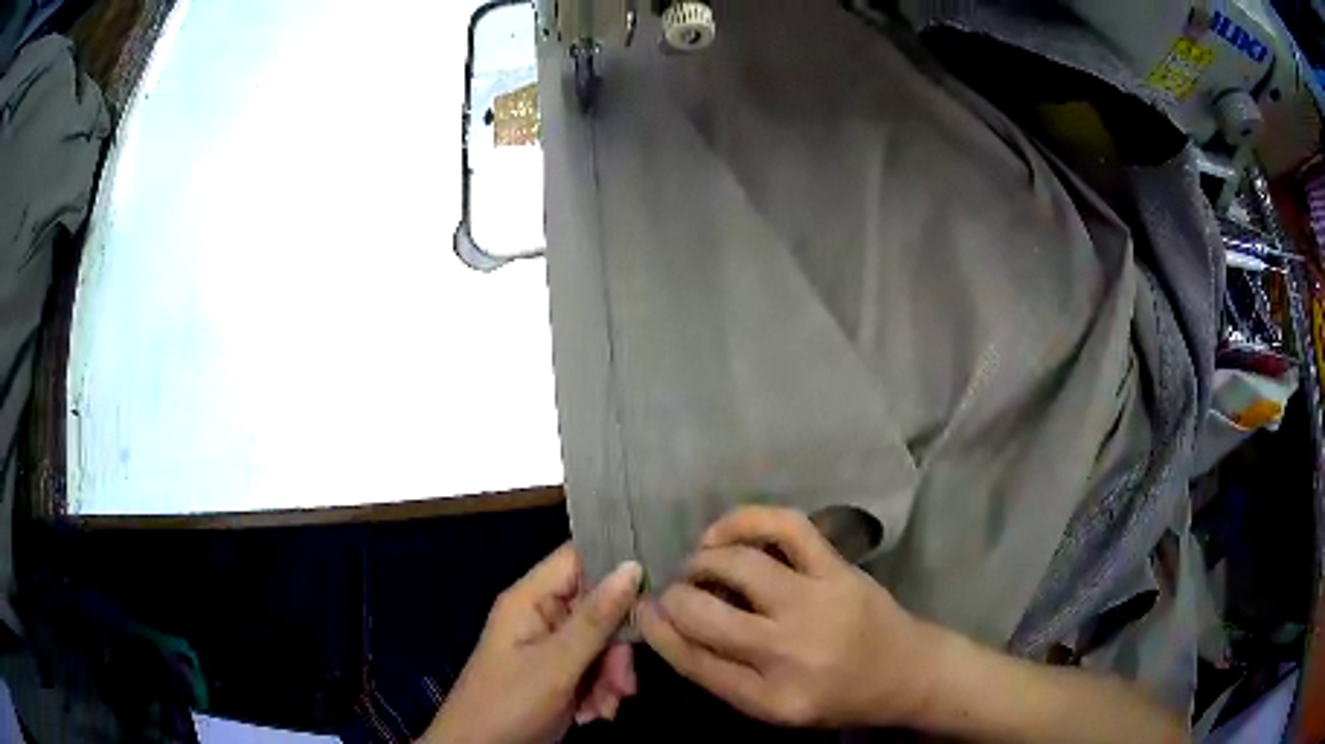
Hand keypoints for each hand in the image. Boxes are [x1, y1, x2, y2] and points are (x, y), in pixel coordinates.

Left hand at [422, 544, 642, 743]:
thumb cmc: (508, 703)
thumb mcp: (556, 665)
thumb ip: (595, 619)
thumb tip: (632, 566)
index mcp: (530, 599)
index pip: (578, 558)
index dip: (616, 565)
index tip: (657, 584)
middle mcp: (542, 616)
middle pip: (599, 608)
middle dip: (618, 648)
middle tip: (623, 682)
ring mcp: (551, 647)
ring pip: (603, 644)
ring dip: (612, 677)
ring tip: (606, 706)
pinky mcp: (560, 674)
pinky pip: (596, 669)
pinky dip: (602, 692)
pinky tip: (595, 714)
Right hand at [636, 506, 935, 727]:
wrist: (908, 673)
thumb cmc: (838, 698)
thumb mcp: (775, 709)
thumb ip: (724, 677)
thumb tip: (671, 627)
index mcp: (769, 698)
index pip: (691, 660)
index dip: (655, 630)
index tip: (642, 610)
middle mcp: (788, 652)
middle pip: (702, 614)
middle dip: (673, 597)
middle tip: (674, 593)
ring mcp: (816, 603)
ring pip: (737, 566)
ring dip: (703, 561)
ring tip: (701, 564)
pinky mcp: (838, 570)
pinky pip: (785, 528)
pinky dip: (745, 520)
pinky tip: (724, 533)